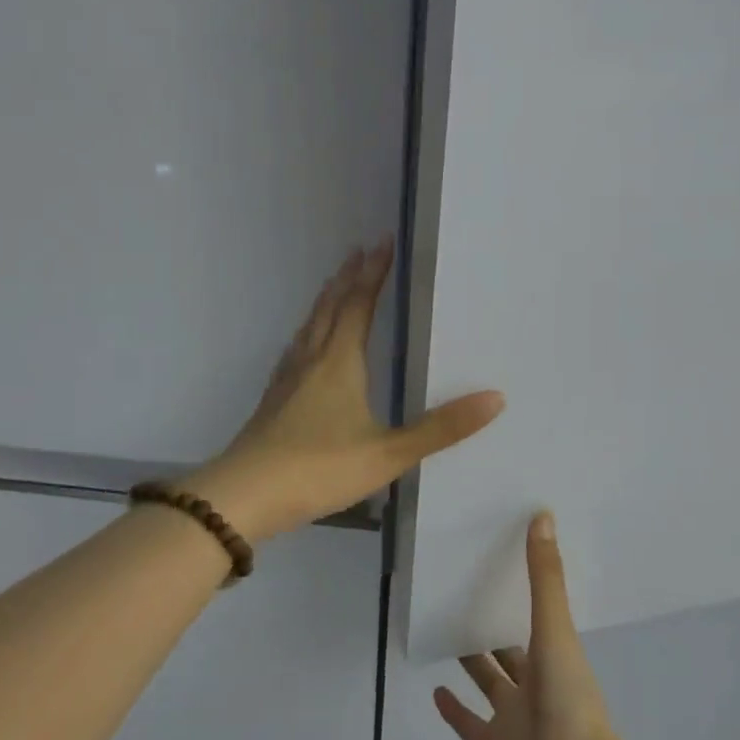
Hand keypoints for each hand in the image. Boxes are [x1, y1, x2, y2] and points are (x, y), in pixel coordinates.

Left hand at [185, 238, 503, 542]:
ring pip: (310, 326)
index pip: (360, 304)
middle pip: (331, 307)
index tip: (384, 241)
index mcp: (340, 362)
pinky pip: (296, 348)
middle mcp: (312, 359)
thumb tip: (496, 398)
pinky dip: (308, 331)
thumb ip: (441, 428)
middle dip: (349, 277)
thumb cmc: (320, 468)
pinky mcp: (274, 400)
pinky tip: (304, 346)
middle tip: (360, 250)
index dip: (374, 272)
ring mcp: (288, 379)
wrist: (244, 497)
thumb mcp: (388, 452)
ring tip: (335, 284)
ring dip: (326, 299)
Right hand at [435, 513, 620, 739]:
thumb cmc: (567, 699)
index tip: (503, 562)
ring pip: (489, 682)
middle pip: (510, 649)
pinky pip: (469, 724)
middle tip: (465, 593)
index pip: (536, 615)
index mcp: (554, 655)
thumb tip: (543, 515)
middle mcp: (535, 683)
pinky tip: (435, 688)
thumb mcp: (555, 629)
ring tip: (448, 630)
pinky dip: (453, 709)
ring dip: (473, 661)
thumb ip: (545, 576)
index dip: (522, 592)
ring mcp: (513, 718)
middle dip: (493, 626)